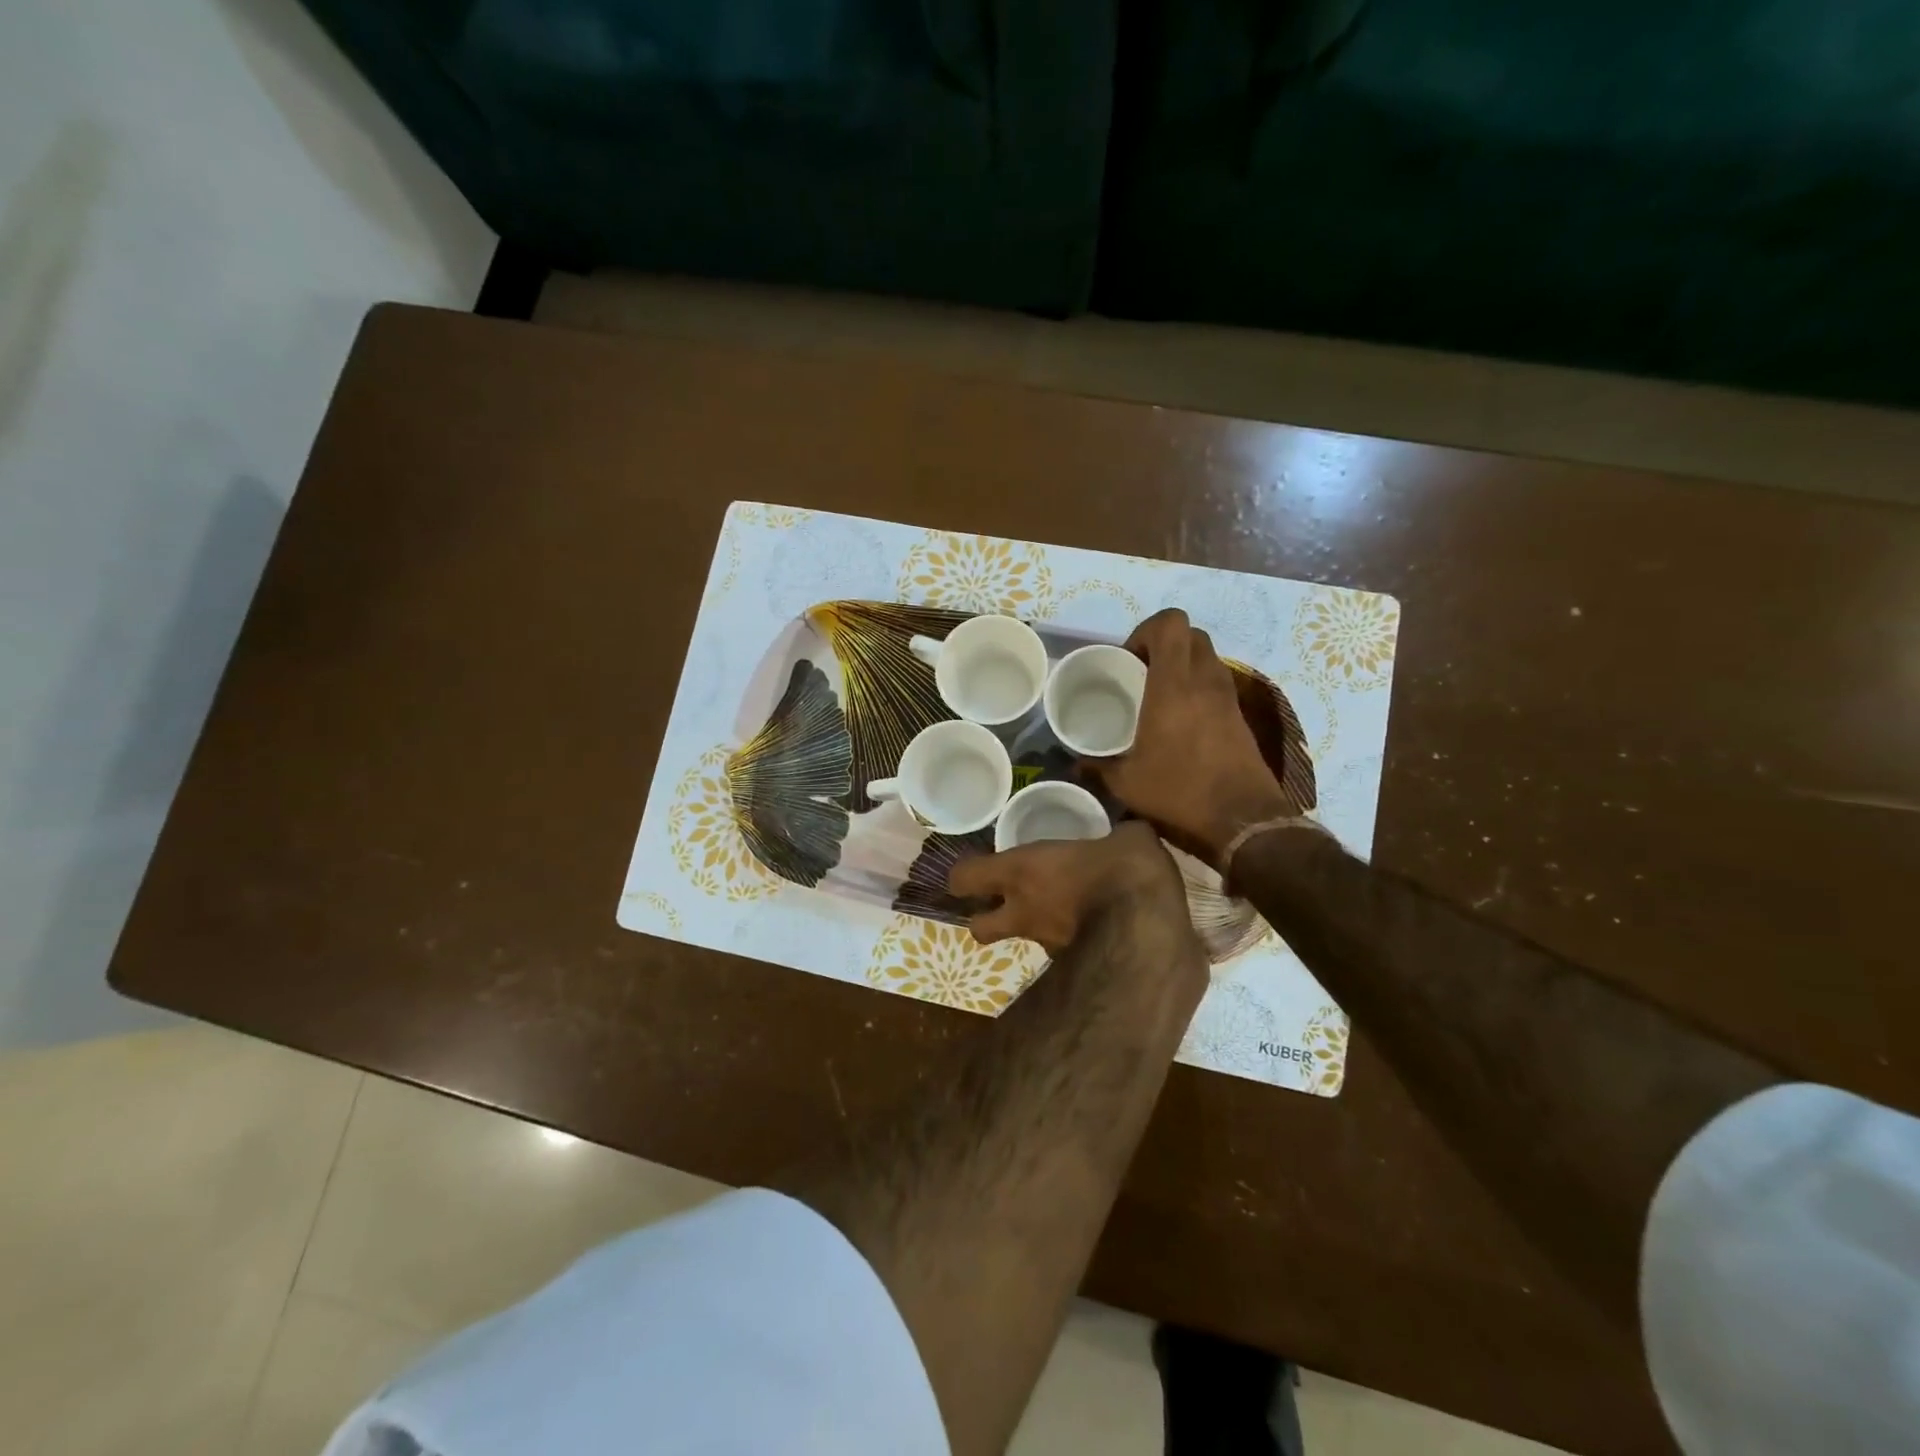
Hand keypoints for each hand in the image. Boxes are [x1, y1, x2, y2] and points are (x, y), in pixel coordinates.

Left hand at [947, 821, 1190, 955]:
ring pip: (1021, 940)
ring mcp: (1047, 945)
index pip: (964, 878)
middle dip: (983, 919)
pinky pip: (1059, 954)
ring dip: (1031, 928)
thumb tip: (1129, 834)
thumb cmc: (1126, 872)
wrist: (1151, 934)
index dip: (963, 876)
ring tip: (1061, 912)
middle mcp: (1024, 911)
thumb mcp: (1127, 838)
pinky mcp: (1073, 968)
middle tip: (1003, 903)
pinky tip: (1094, 930)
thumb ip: (1117, 835)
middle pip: (978, 929)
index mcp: (1022, 871)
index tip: (975, 868)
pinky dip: (1068, 943)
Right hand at [1091, 609, 1300, 868]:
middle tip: (1141, 672)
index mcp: (1173, 684)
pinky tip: (1181, 719)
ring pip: (1207, 656)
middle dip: (1164, 643)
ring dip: (1183, 663)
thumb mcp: (1127, 783)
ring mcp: (1227, 696)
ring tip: (1159, 694)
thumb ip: (1097, 766)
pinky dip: (1198, 686)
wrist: (1243, 819)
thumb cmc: (1179, 792)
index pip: (1170, 623)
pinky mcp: (1240, 715)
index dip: (1146, 630)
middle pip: (1191, 633)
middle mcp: (1204, 680)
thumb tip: (1076, 763)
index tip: (1128, 659)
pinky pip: (1217, 681)